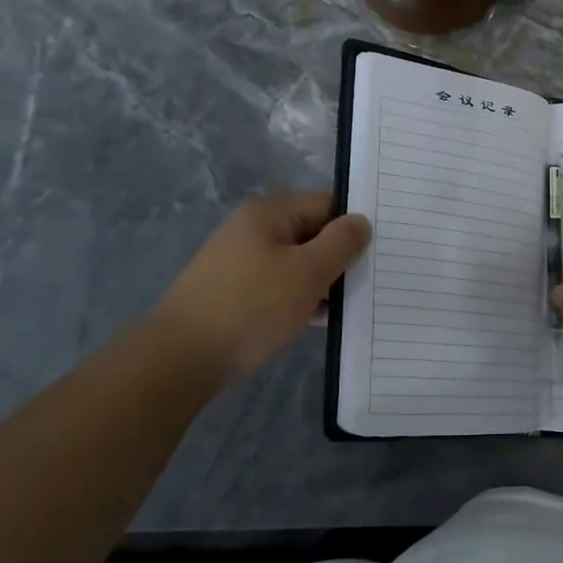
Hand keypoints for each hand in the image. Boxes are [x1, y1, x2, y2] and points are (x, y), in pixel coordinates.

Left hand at [156, 193, 370, 379]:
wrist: (181, 358)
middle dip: (340, 257)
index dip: (355, 225)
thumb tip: (361, 222)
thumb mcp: (308, 272)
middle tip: (372, 281)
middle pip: (312, 232)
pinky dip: (300, 299)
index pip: (327, 204)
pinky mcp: (233, 292)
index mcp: (269, 213)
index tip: (381, 251)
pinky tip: (318, 321)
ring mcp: (239, 261)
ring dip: (322, 282)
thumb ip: (341, 243)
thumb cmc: (251, 307)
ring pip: (296, 263)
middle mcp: (252, 229)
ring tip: (351, 306)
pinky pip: (278, 286)